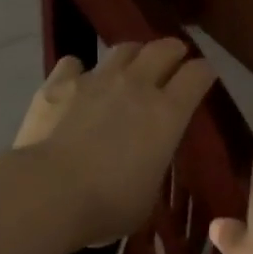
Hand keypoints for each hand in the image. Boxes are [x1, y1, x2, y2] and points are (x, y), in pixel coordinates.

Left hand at [13, 40, 218, 246]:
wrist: (48, 192)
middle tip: (175, 57)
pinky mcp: (59, 83)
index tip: (204, 76)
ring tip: (131, 64)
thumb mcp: (148, 192)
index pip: (197, 75)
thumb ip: (153, 163)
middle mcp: (136, 85)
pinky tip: (76, 81)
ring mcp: (96, 79)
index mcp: (167, 113)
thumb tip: (145, 157)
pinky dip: (79, 70)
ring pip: (122, 49)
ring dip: (133, 54)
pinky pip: (74, 63)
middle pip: (163, 49)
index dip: (204, 72)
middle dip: (173, 50)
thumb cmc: (108, 204)